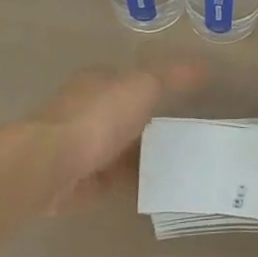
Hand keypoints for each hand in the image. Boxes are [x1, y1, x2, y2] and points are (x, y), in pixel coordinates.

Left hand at [28, 64, 202, 212]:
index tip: (178, 101)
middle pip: (123, 116)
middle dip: (148, 125)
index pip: (126, 80)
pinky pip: (113, 181)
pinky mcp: (79, 181)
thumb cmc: (98, 116)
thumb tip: (205, 67)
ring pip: (118, 150)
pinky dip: (131, 183)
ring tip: (179, 166)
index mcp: (97, 82)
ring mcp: (80, 147)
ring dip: (140, 157)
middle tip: (185, 137)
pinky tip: (156, 189)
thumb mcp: (144, 86)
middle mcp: (85, 111)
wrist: (52, 164)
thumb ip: (173, 78)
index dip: (151, 87)